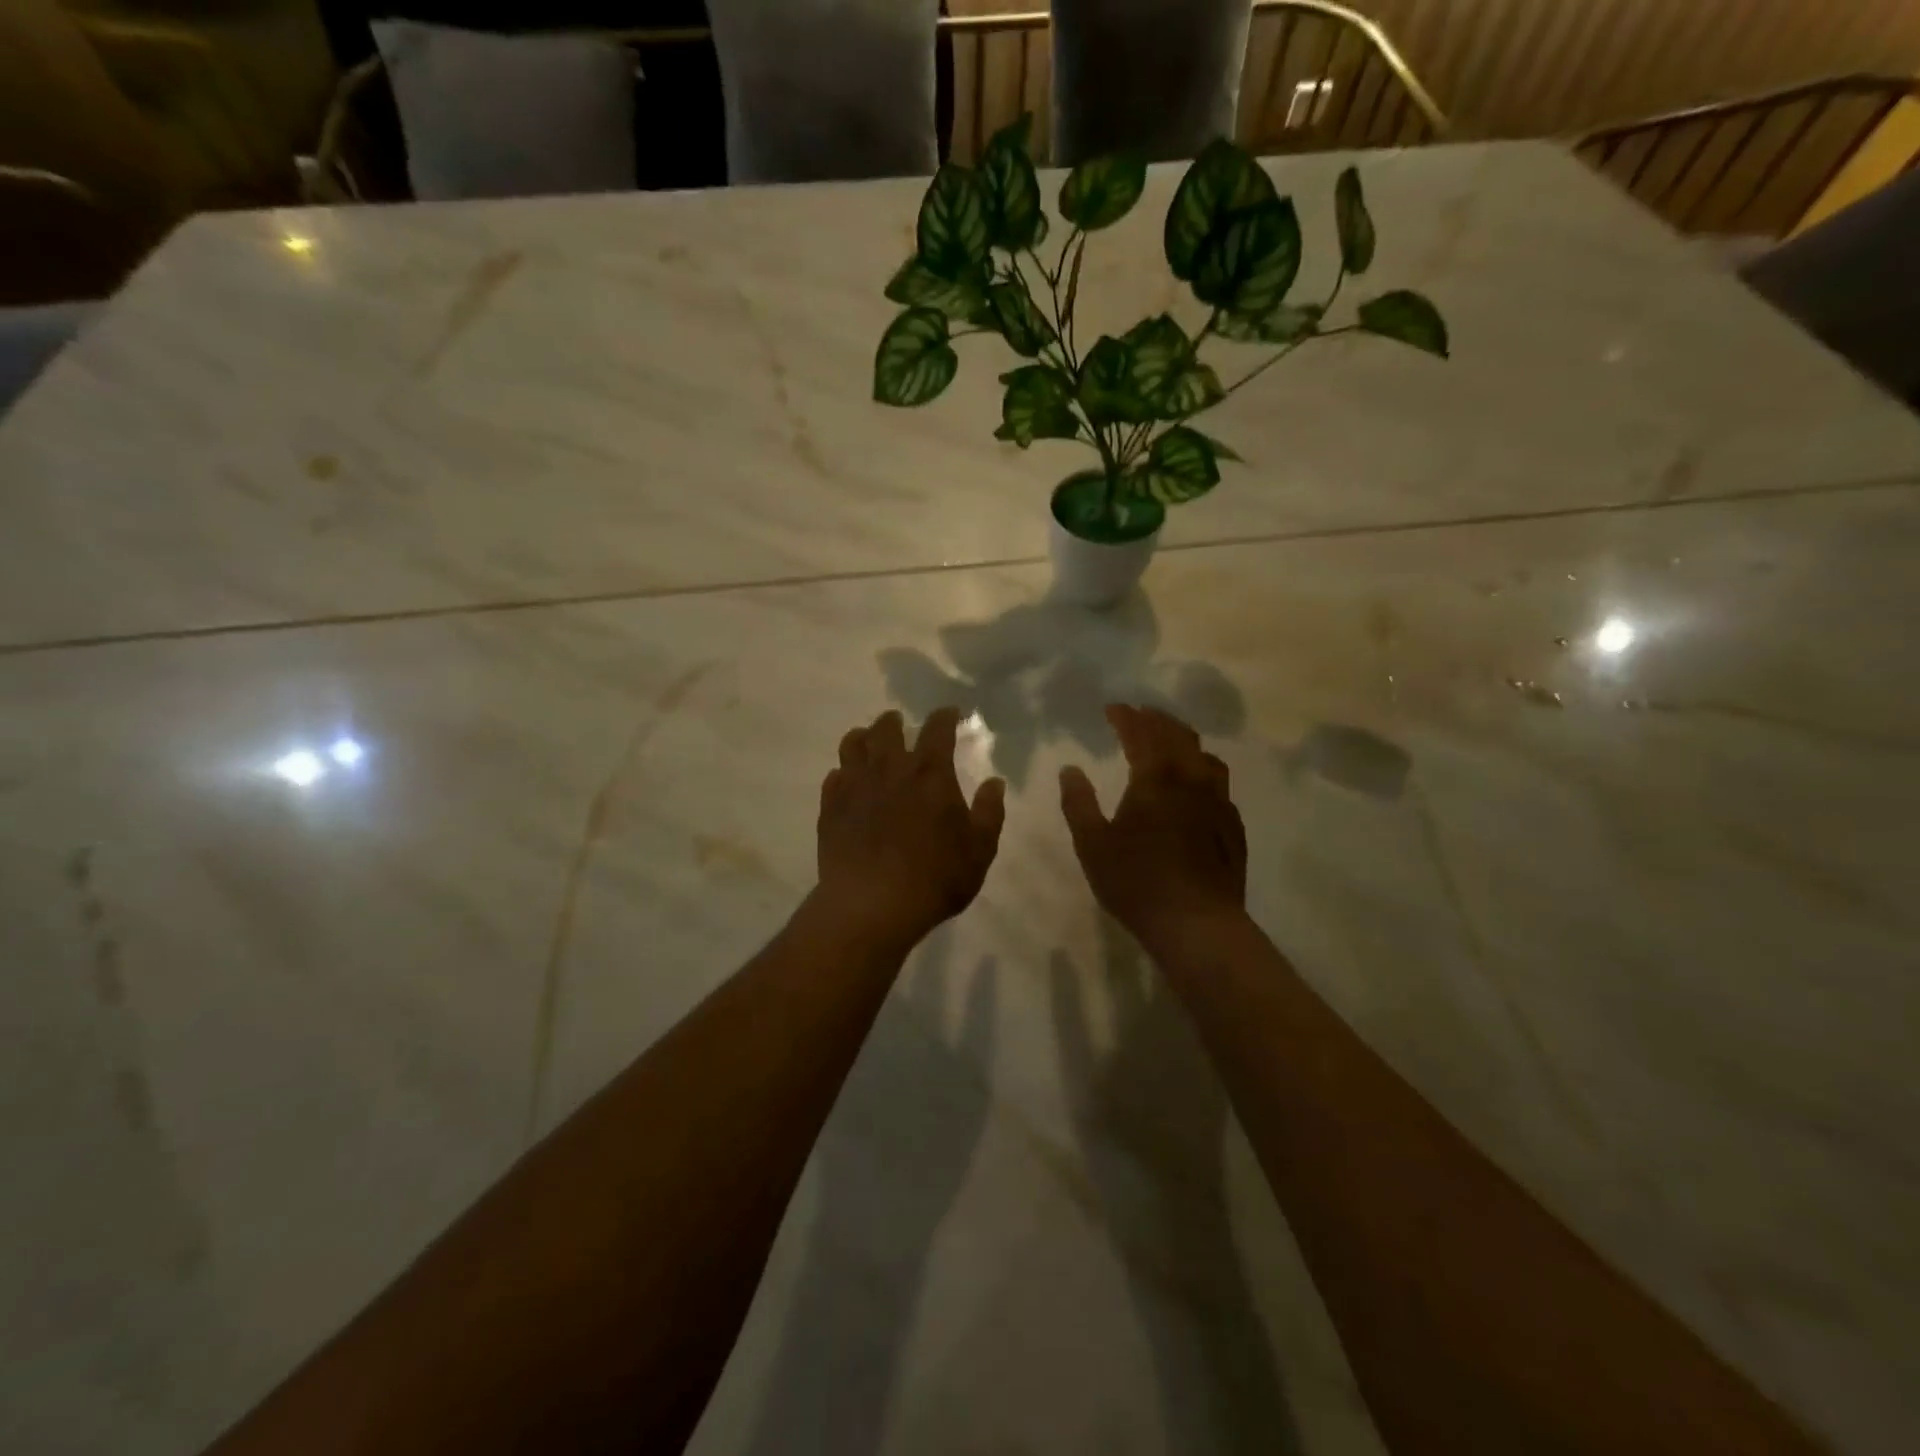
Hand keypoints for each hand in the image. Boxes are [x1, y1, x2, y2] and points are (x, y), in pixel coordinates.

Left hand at [816, 708, 1006, 946]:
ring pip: (853, 745)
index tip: (948, 713)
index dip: (944, 717)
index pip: (937, 729)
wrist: (872, 905)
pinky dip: (842, 774)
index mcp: (930, 773)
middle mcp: (890, 768)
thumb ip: (988, 812)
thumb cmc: (935, 877)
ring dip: (863, 738)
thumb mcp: (979, 850)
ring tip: (867, 742)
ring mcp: (855, 786)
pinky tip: (847, 783)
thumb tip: (995, 783)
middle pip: (886, 728)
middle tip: (900, 724)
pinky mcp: (830, 808)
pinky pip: (833, 778)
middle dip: (895, 721)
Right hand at [1059, 704, 1246, 957]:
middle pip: (1178, 736)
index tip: (1113, 708)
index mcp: (1156, 779)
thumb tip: (1070, 769)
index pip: (1142, 733)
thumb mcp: (1092, 844)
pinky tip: (1195, 786)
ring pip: (1205, 755)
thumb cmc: (1136, 882)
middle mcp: (1191, 780)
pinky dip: (1202, 770)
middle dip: (1157, 720)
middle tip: (1140, 715)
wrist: (1196, 923)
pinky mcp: (1232, 825)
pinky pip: (1219, 783)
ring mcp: (1218, 802)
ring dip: (1184, 741)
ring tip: (1170, 743)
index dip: (1127, 717)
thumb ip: (1079, 803)